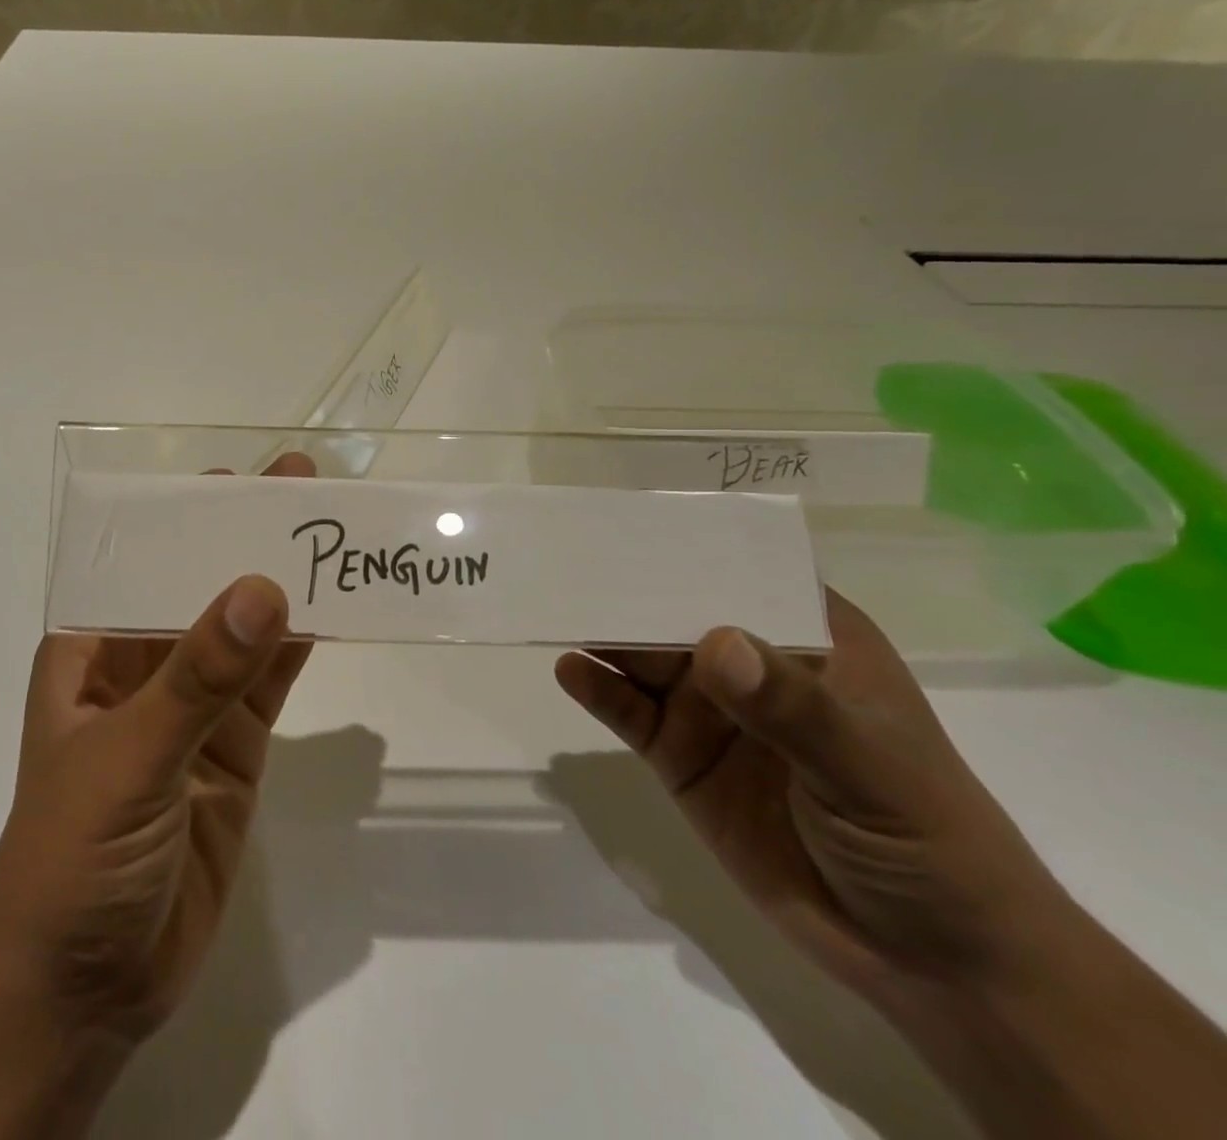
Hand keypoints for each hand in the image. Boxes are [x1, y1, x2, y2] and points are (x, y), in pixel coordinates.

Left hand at [0, 453, 316, 1046]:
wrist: (84, 992)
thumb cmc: (72, 858)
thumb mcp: (129, 758)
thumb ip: (198, 679)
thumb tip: (263, 588)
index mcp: (90, 653)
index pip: (139, 566)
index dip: (186, 519)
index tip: (240, 478)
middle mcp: (141, 669)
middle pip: (198, 589)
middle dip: (243, 540)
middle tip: (301, 486)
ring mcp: (192, 710)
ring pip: (243, 632)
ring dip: (281, 585)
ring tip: (327, 531)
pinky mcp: (233, 751)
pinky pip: (269, 685)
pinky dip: (299, 647)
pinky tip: (333, 607)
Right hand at [554, 590, 1070, 1004]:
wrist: (928, 961)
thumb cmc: (927, 841)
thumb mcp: (870, 768)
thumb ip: (792, 708)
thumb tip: (715, 644)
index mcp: (812, 640)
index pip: (747, 571)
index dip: (694, 544)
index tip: (634, 520)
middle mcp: (753, 663)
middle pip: (680, 610)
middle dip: (630, 587)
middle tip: (570, 561)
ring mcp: (712, 710)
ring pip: (644, 655)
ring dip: (603, 632)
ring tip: (553, 604)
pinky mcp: (679, 755)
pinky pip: (628, 712)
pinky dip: (597, 688)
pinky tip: (568, 669)